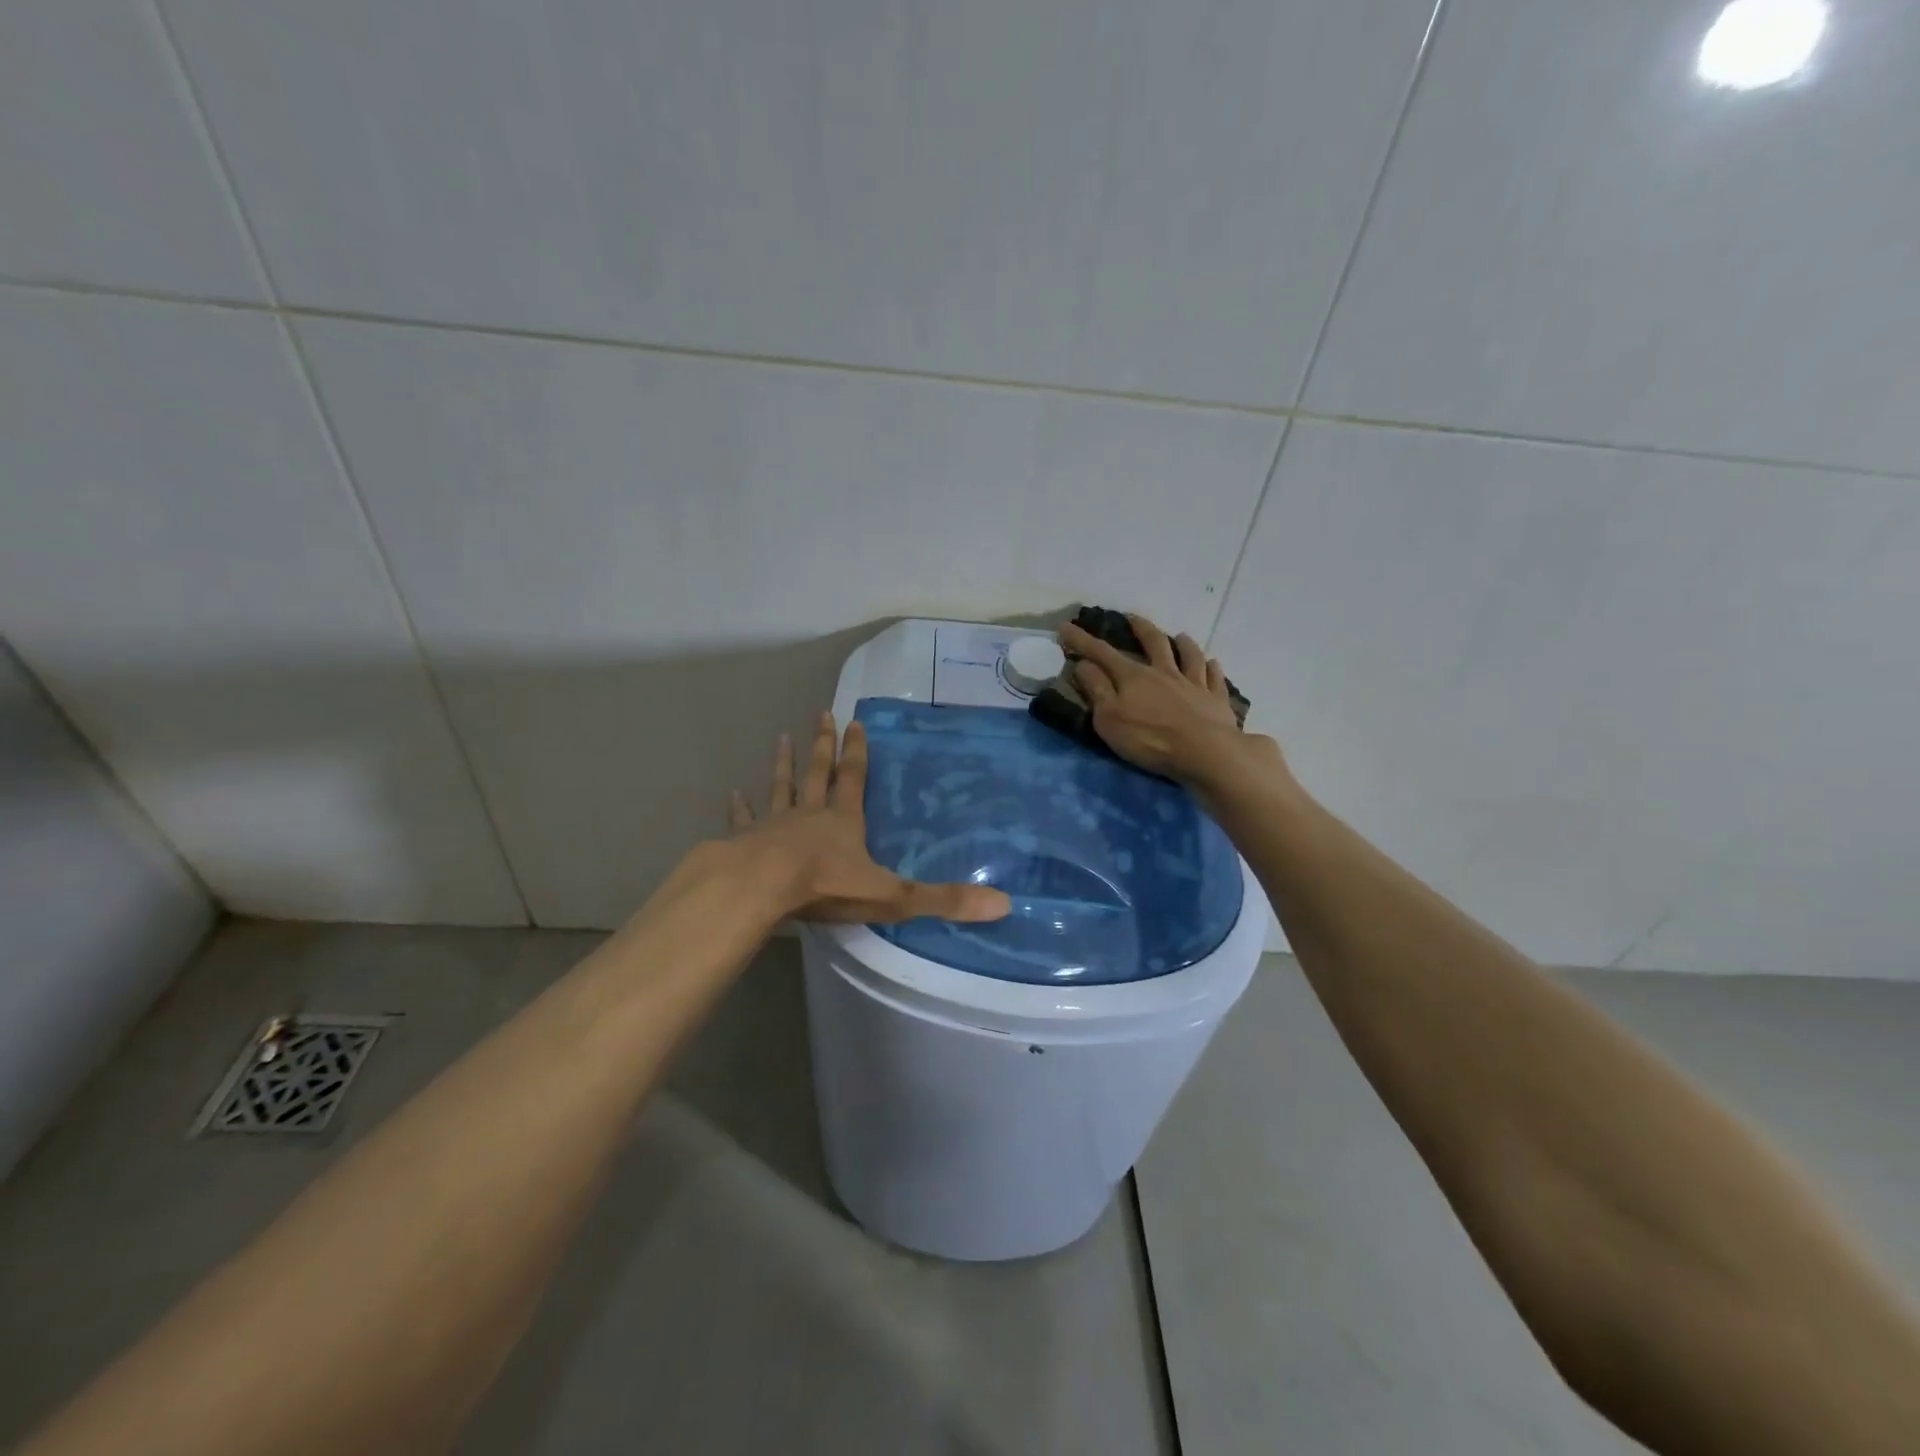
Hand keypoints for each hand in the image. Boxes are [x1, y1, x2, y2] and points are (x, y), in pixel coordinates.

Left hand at [729, 712, 1012, 924]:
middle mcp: (810, 815)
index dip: (857, 752)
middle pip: (818, 773)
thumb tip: (1002, 905)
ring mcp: (774, 825)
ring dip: (783, 764)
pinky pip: (745, 819)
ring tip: (782, 738)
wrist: (762, 889)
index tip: (855, 722)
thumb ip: (943, 900)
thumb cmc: (826, 887)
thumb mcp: (893, 896)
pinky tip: (733, 794)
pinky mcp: (746, 842)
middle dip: (823, 746)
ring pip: (782, 787)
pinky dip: (740, 807)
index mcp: (844, 821)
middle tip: (822, 714)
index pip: (854, 779)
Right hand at [1062, 613, 1277, 788]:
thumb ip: (1097, 690)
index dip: (1082, 640)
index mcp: (1134, 677)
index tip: (1066, 627)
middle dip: (1140, 629)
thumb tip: (1084, 664)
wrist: (1206, 752)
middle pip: (1154, 643)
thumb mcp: (1110, 719)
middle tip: (1133, 617)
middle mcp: (1164, 673)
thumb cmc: (1150, 739)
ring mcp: (1194, 684)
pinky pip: (1214, 678)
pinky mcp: (1216, 700)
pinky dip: (1213, 668)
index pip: (1102, 653)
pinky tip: (1213, 664)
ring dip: (1183, 644)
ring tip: (1180, 636)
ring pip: (1189, 656)